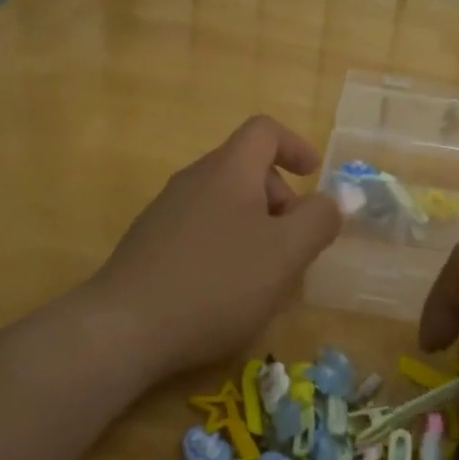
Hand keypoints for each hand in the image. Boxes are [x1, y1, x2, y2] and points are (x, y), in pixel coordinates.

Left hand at [87, 116, 341, 378]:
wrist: (124, 328)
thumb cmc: (217, 283)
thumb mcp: (286, 253)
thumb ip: (319, 220)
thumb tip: (333, 200)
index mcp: (228, 171)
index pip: (264, 131)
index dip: (295, 146)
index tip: (314, 177)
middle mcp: (193, 180)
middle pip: (246, 169)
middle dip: (280, 199)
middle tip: (294, 245)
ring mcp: (165, 212)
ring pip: (223, 203)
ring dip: (254, 227)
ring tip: (265, 275)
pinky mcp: (148, 245)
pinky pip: (200, 230)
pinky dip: (225, 246)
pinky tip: (225, 292)